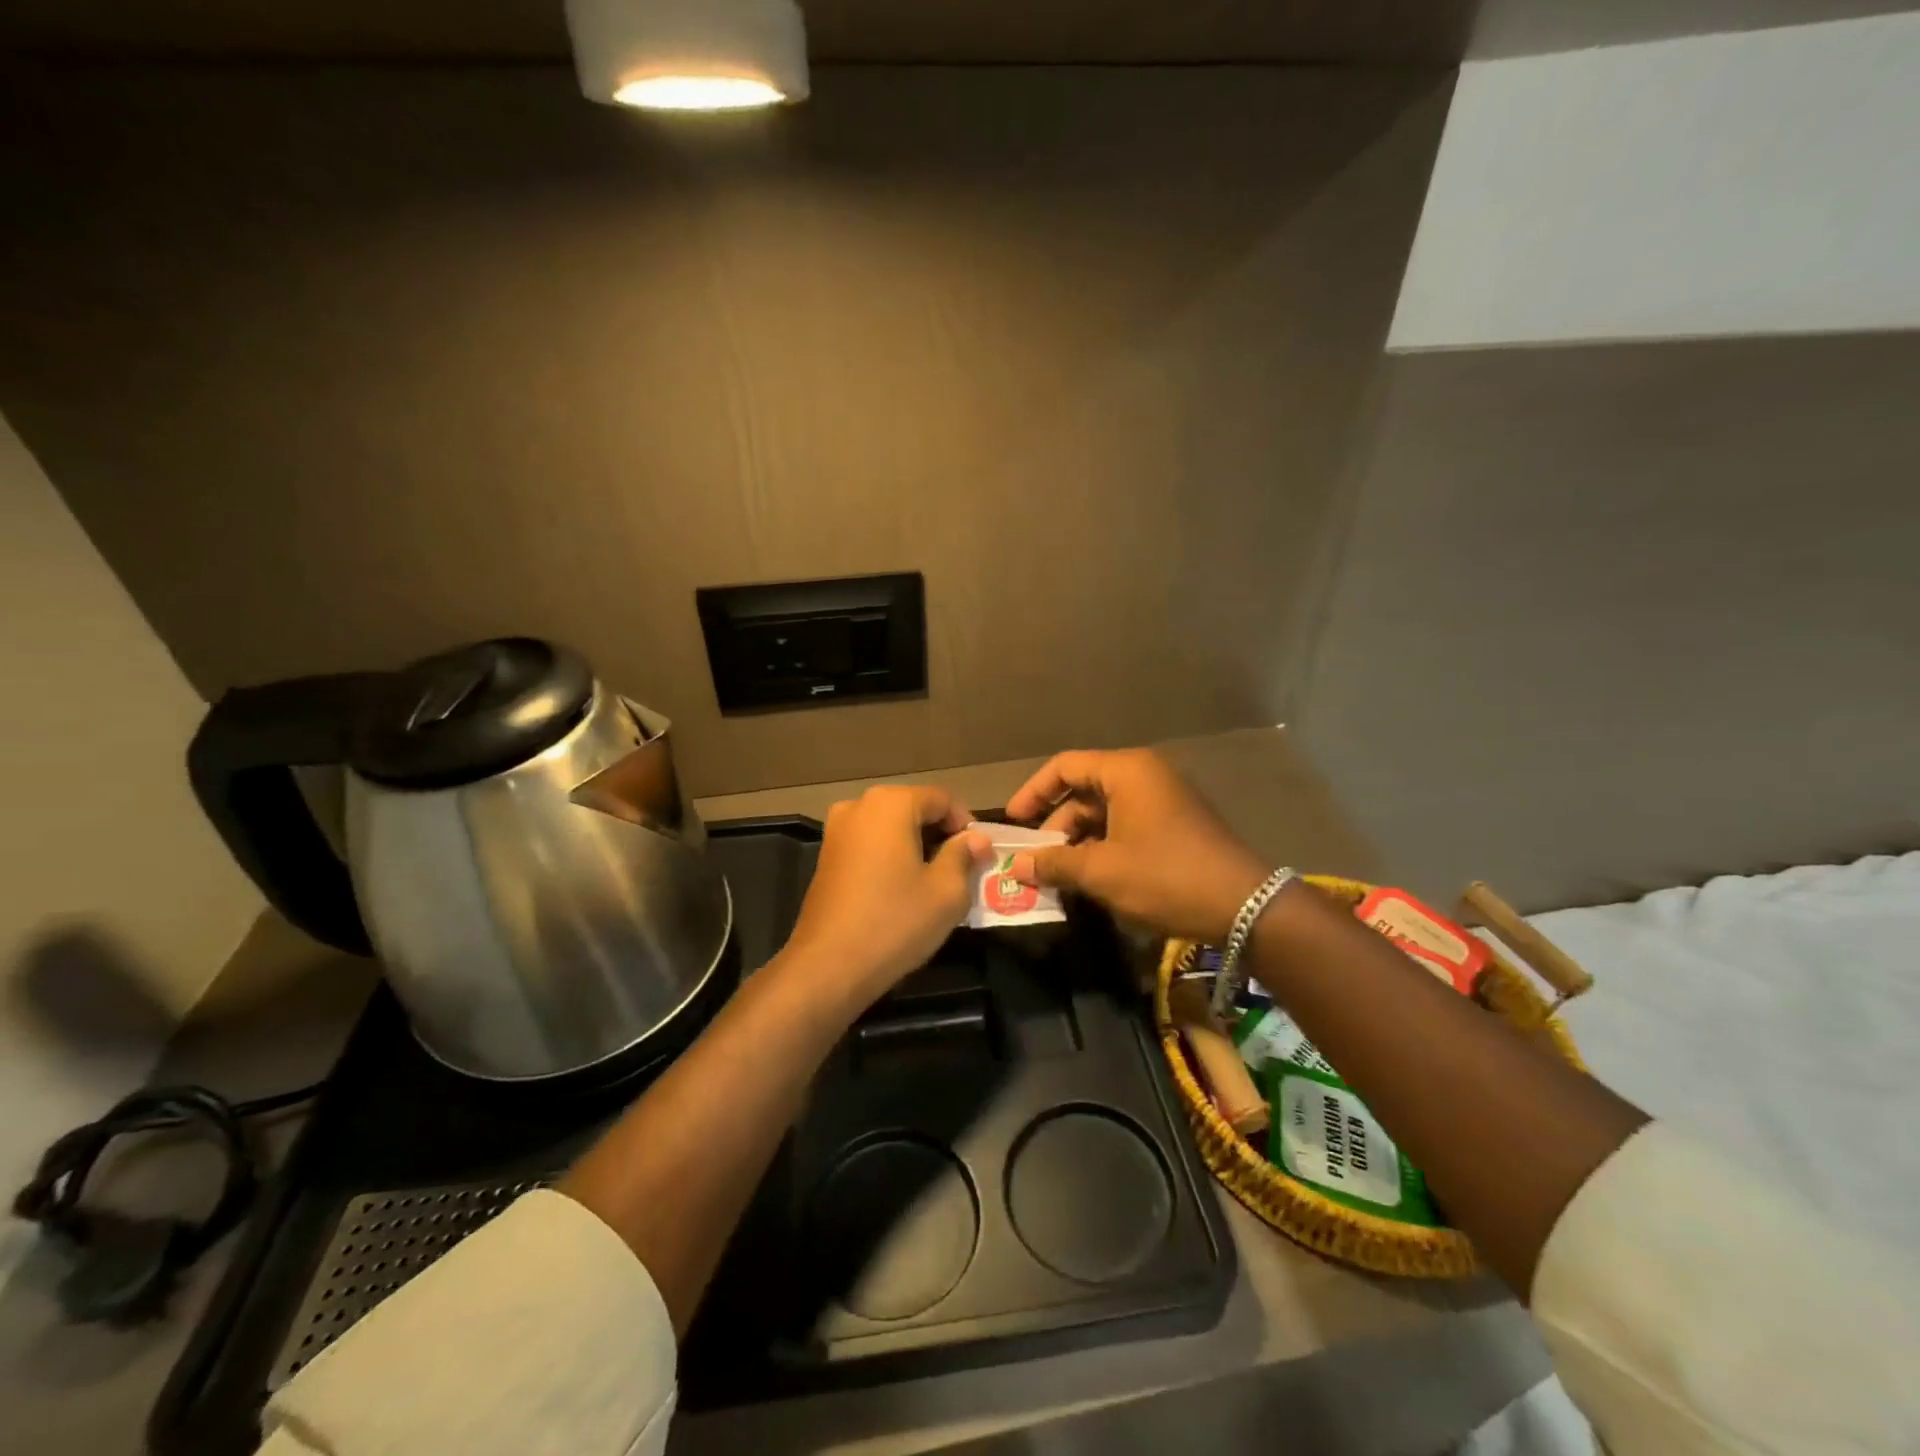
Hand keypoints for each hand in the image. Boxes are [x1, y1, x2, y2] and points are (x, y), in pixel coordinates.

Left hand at [780, 785, 991, 1007]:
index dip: (967, 825)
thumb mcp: (946, 891)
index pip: (942, 799)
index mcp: (891, 803)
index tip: (981, 857)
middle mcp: (859, 805)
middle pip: (914, 809)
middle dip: (942, 836)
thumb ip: (964, 856)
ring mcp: (837, 830)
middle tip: (964, 871)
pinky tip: (904, 890)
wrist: (828, 966)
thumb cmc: (895, 922)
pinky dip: (892, 857)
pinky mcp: (827, 856)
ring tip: (937, 883)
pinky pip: (871, 844)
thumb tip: (976, 839)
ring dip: (917, 848)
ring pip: (891, 828)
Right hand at [1004, 749, 1269, 943]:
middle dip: (1056, 826)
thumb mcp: (1103, 871)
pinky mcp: (1176, 824)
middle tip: (1036, 861)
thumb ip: (1055, 863)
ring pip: (1105, 811)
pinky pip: (1127, 825)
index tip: (1013, 823)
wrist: (1246, 906)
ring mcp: (1164, 799)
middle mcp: (1145, 775)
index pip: (1064, 766)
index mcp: (1126, 771)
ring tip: (1060, 876)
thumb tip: (1017, 866)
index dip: (1033, 792)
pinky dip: (1104, 846)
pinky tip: (1093, 878)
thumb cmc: (1166, 876)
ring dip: (1079, 841)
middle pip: (1084, 789)